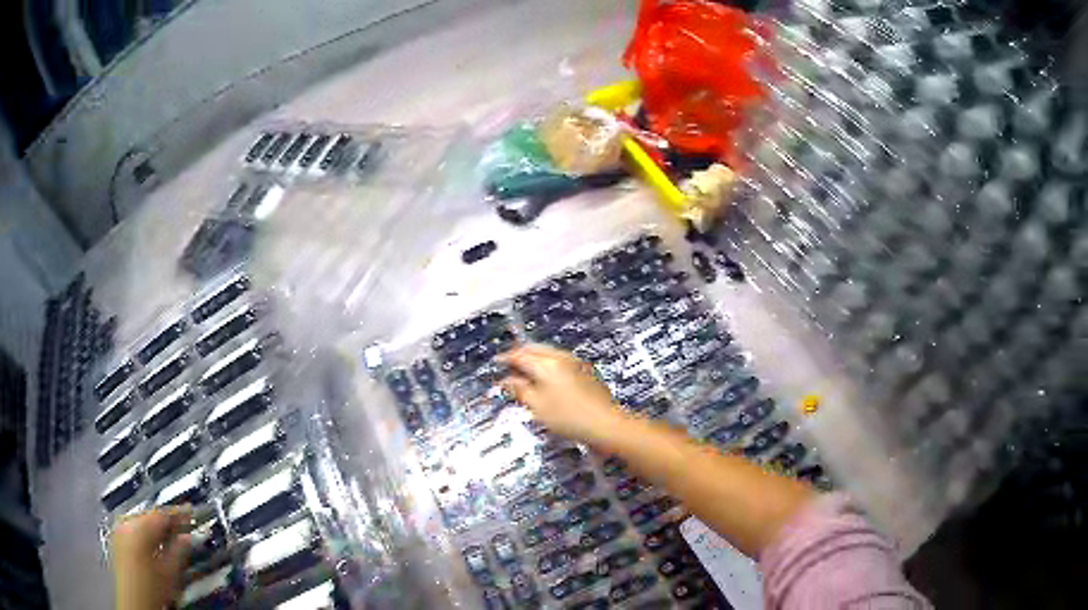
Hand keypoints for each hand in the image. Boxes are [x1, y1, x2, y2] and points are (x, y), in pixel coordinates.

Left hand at [111, 507, 191, 609]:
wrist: (134, 602)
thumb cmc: (152, 589)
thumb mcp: (170, 573)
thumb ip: (178, 551)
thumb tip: (187, 535)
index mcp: (138, 527)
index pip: (161, 514)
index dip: (177, 514)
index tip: (189, 513)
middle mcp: (125, 523)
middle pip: (149, 516)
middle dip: (165, 522)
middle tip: (182, 528)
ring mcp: (118, 530)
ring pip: (140, 521)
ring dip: (155, 528)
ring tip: (169, 537)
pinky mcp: (116, 538)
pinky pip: (132, 528)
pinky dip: (145, 533)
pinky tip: (153, 544)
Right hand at [499, 344, 626, 444]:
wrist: (606, 423)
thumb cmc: (569, 417)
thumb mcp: (537, 407)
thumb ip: (520, 390)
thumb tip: (506, 380)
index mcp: (546, 364)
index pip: (520, 355)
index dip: (505, 358)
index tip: (496, 363)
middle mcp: (560, 357)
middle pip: (534, 349)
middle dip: (519, 355)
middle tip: (508, 366)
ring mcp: (574, 362)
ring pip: (547, 353)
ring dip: (534, 358)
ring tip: (524, 372)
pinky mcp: (584, 370)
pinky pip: (559, 359)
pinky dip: (546, 363)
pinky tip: (545, 377)